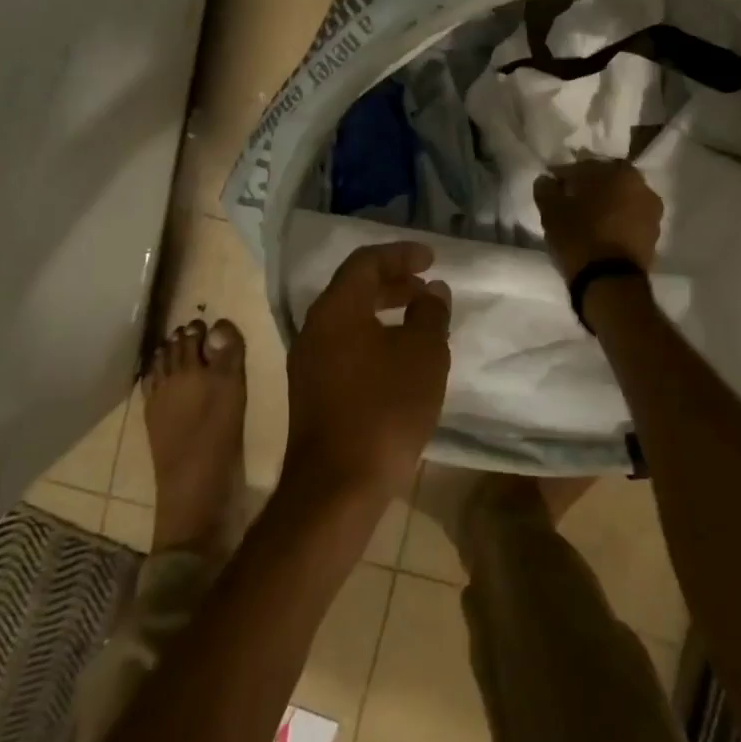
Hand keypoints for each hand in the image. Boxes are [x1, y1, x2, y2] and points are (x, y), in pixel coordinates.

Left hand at [285, 241, 450, 501]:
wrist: (337, 487)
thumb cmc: (384, 409)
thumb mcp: (423, 354)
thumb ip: (430, 313)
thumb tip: (432, 291)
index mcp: (336, 309)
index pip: (366, 262)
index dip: (400, 254)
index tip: (432, 259)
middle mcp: (315, 327)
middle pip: (354, 287)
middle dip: (393, 281)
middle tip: (426, 286)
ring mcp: (309, 361)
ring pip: (349, 318)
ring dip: (383, 310)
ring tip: (419, 320)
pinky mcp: (312, 391)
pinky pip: (345, 345)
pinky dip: (373, 336)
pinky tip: (399, 358)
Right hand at [533, 159, 662, 280]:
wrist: (611, 282)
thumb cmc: (580, 237)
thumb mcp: (551, 211)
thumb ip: (546, 189)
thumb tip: (546, 180)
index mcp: (618, 172)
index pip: (584, 166)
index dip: (565, 175)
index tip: (552, 185)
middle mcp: (641, 186)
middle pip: (608, 180)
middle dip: (590, 187)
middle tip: (570, 200)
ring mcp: (652, 212)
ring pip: (622, 200)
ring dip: (606, 204)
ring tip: (586, 219)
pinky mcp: (654, 236)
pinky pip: (630, 220)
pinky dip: (617, 222)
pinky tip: (601, 233)